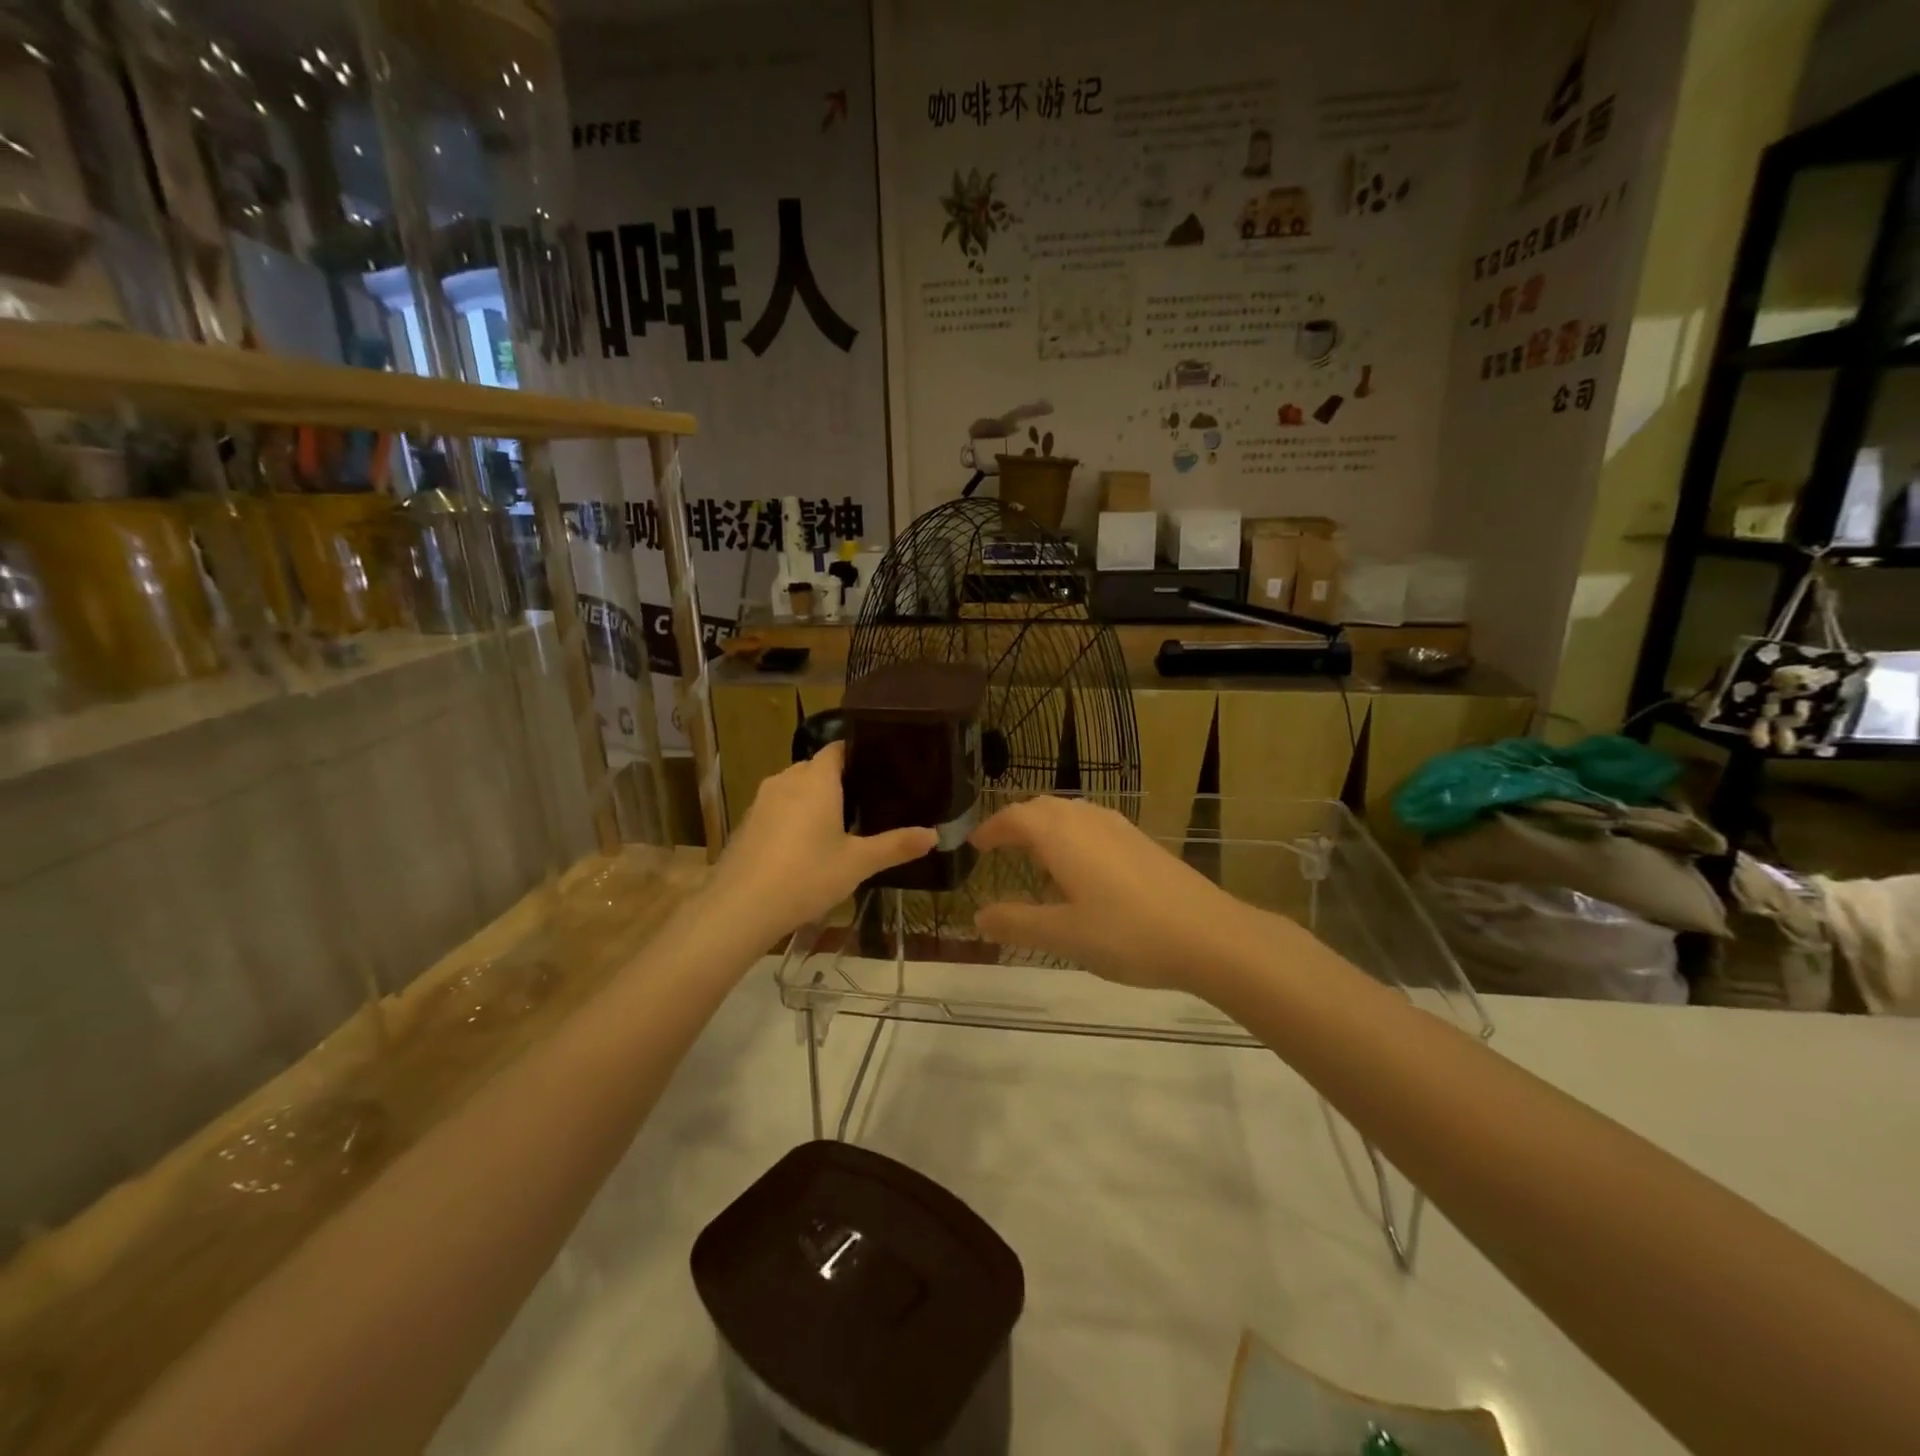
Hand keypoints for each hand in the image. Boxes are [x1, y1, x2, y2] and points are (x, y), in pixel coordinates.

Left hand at [705, 742, 935, 940]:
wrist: (740, 907)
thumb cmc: (806, 875)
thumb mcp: (858, 863)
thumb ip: (896, 846)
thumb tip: (934, 835)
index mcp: (817, 779)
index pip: (838, 748)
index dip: (858, 754)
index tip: (880, 767)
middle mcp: (787, 779)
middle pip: (816, 767)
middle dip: (839, 780)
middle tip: (868, 801)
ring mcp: (762, 800)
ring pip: (795, 787)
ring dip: (814, 799)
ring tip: (840, 823)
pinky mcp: (748, 822)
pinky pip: (778, 807)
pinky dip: (793, 817)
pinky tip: (805, 845)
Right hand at [970, 796, 1270, 990]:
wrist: (1209, 935)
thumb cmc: (1127, 933)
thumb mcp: (1064, 935)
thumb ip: (1017, 923)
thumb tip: (978, 916)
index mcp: (1061, 834)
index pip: (1014, 817)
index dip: (991, 829)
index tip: (974, 844)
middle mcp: (1087, 819)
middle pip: (1041, 807)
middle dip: (1015, 822)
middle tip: (998, 847)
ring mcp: (1118, 827)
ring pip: (1070, 812)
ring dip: (1045, 826)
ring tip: (1034, 855)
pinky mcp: (1141, 841)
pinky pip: (1092, 823)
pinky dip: (1071, 834)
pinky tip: (1081, 867)